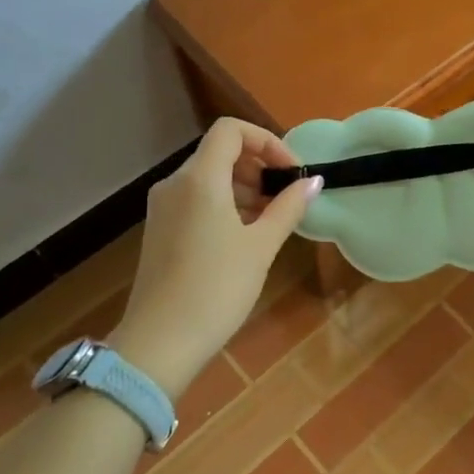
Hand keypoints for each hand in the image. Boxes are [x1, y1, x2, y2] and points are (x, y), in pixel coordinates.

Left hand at [111, 119, 319, 397]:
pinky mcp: (159, 229)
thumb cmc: (217, 288)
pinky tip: (244, 236)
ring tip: (271, 219)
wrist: (160, 342)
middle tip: (287, 197)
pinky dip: (224, 204)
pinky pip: (196, 199)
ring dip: (244, 187)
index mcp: (199, 179)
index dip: (266, 141)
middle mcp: (175, 184)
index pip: (231, 130)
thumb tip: (313, 181)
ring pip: (208, 177)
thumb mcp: (261, 246)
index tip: (290, 171)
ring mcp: (163, 207)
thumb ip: (288, 206)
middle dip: (258, 166)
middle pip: (220, 152)